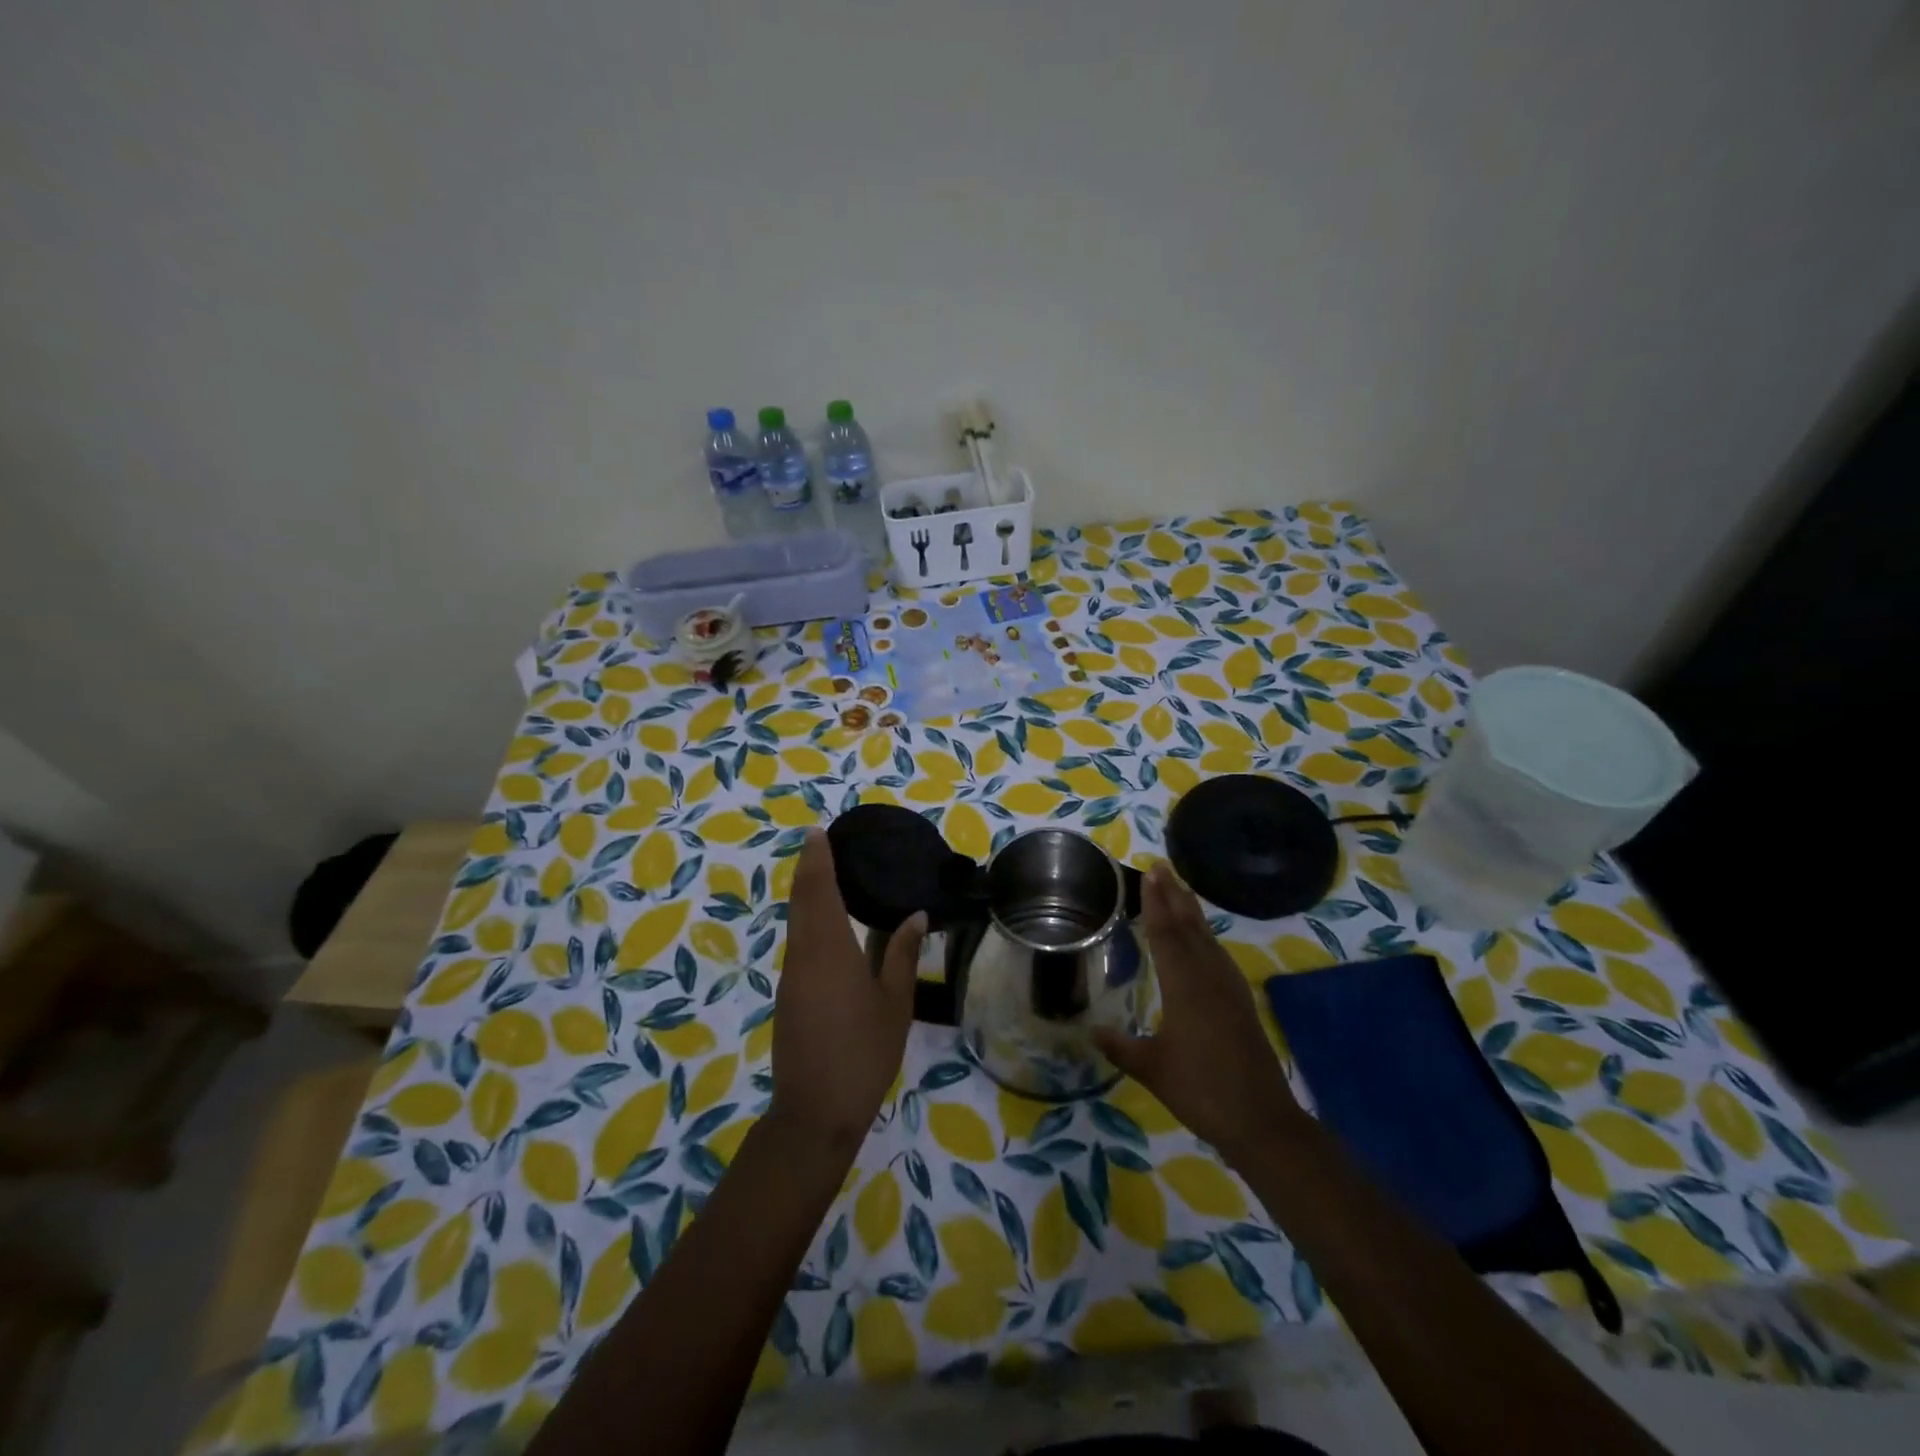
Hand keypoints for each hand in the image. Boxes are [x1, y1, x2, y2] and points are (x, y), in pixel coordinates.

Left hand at [770, 829, 924, 1153]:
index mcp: (829, 950)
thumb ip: (901, 954)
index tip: (817, 832)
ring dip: (807, 894)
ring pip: (796, 922)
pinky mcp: (789, 995)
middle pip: (801, 901)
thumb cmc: (863, 1052)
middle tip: (821, 844)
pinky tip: (827, 924)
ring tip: (827, 874)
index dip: (817, 859)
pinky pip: (798, 942)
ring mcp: (791, 976)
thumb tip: (915, 915)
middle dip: (809, 870)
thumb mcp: (895, 1003)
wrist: (816, 1110)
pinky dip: (808, 920)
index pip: (819, 891)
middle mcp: (803, 954)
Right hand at [1094, 861, 1299, 1162]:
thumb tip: (1090, 1031)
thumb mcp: (1152, 1069)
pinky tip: (1204, 940)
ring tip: (1179, 890)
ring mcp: (1229, 988)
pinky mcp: (1240, 1001)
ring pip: (1207, 938)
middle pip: (1189, 927)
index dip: (1155, 903)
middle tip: (1161, 867)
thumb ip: (1120, 1047)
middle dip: (1174, 895)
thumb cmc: (1201, 1091)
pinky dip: (1206, 936)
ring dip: (1192, 911)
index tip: (1149, 874)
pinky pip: (1219, 955)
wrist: (1261, 1121)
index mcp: (1185, 986)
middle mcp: (1209, 978)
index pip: (1166, 934)